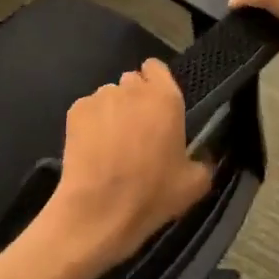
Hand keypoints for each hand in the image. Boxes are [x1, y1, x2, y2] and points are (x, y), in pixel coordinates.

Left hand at [45, 59, 211, 269]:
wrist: (99, 210)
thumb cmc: (151, 194)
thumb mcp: (194, 184)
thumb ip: (203, 161)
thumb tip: (202, 156)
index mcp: (165, 98)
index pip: (157, 68)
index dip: (156, 83)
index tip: (158, 105)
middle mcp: (131, 88)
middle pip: (132, 81)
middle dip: (135, 99)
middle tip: (138, 130)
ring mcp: (100, 97)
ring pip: (109, 96)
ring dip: (113, 111)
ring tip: (111, 143)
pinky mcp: (75, 111)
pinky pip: (88, 109)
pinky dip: (91, 123)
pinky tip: (92, 148)